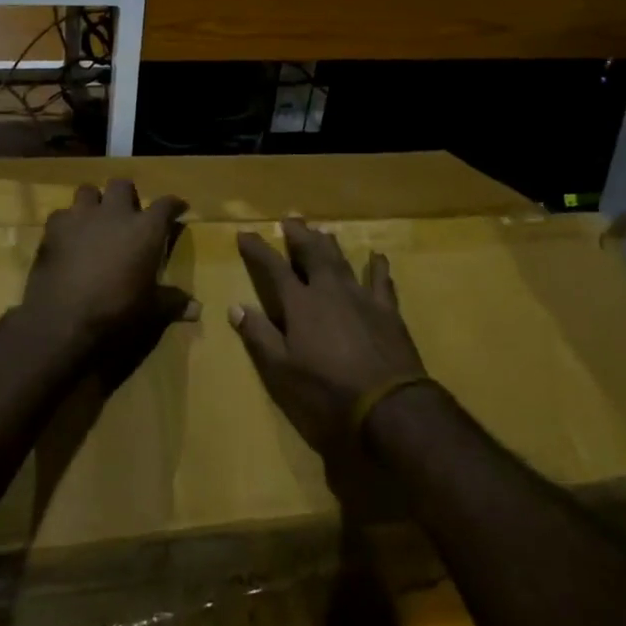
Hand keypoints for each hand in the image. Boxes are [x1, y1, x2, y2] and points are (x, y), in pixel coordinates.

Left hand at [20, 179, 192, 371]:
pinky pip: (62, 214)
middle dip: (127, 194)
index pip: (166, 204)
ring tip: (95, 218)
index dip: (174, 204)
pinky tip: (68, 238)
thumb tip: (198, 309)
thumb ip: (173, 303)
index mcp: (145, 229)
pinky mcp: (53, 228)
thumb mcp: (151, 310)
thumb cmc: (116, 311)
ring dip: (94, 202)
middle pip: (122, 185)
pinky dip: (67, 223)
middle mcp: (115, 213)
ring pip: (88, 190)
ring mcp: (81, 216)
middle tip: (128, 211)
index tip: (178, 207)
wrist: (63, 318)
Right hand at [231, 219, 425, 457]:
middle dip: (299, 235)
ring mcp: (361, 297)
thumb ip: (259, 336)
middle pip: (312, 253)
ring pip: (342, 261)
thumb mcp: (282, 371)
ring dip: (330, 244)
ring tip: (322, 231)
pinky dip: (378, 268)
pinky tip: (377, 256)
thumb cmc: (327, 391)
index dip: (258, 249)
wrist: (389, 406)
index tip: (245, 233)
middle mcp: (329, 290)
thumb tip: (236, 306)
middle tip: (290, 220)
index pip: (273, 268)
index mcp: (300, 304)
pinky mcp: (387, 311)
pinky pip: (381, 281)